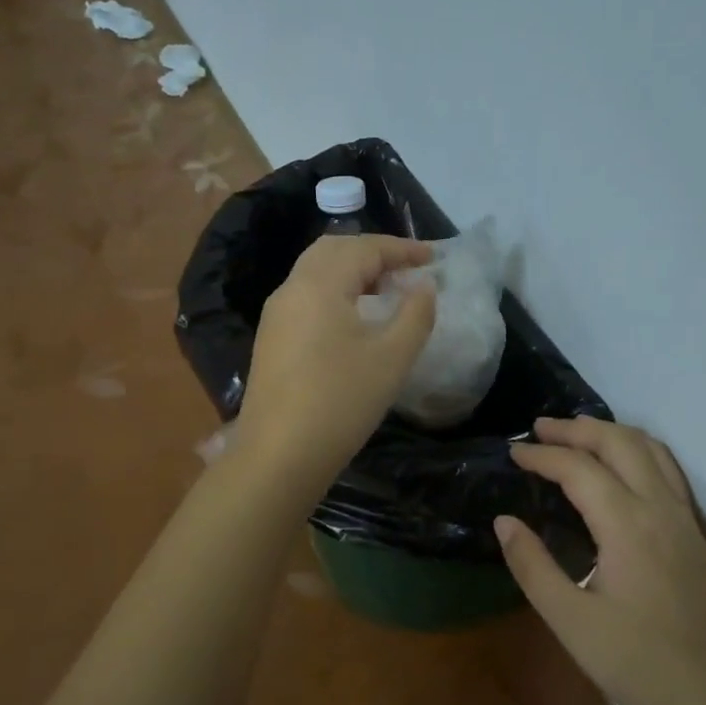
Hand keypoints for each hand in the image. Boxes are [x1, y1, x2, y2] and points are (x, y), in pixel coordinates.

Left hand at [234, 235, 436, 487]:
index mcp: (319, 284)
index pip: (364, 248)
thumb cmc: (341, 401)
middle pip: (334, 250)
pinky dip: (336, 291)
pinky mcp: (272, 338)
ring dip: (353, 271)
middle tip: (407, 269)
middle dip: (373, 252)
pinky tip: (355, 318)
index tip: (434, 257)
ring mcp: (276, 314)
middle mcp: (292, 289)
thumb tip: (423, 285)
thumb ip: (415, 314)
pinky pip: (306, 296)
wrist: (278, 456)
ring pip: (316, 272)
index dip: (402, 248)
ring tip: (386, 290)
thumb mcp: (392, 358)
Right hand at [496, 418, 705, 704]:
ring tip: (578, 434)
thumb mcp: (572, 622)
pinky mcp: (698, 533)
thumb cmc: (641, 664)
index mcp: (627, 523)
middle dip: (576, 428)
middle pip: (618, 442)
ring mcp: (685, 517)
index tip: (512, 452)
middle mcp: (660, 506)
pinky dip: (638, 449)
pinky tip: (625, 467)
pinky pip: (668, 468)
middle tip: (539, 429)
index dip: (542, 455)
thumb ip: (533, 566)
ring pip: (650, 448)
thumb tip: (504, 521)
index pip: (578, 467)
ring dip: (611, 432)